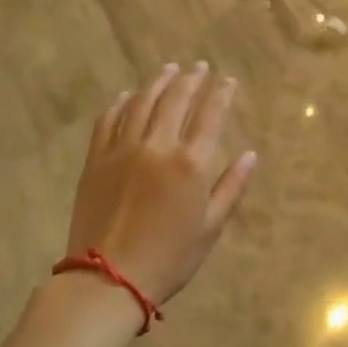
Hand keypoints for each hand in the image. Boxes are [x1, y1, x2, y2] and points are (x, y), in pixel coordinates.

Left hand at [65, 64, 257, 305]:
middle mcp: (158, 146)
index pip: (211, 115)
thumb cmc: (169, 258)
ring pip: (143, 102)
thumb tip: (250, 154)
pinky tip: (129, 96)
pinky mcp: (96, 159)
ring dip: (159, 82)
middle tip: (200, 67)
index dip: (222, 94)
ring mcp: (123, 149)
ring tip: (169, 70)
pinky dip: (121, 103)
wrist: (107, 279)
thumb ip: (232, 186)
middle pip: (176, 100)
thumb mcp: (211, 227)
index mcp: (191, 163)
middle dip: (192, 79)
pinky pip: (109, 120)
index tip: (228, 80)